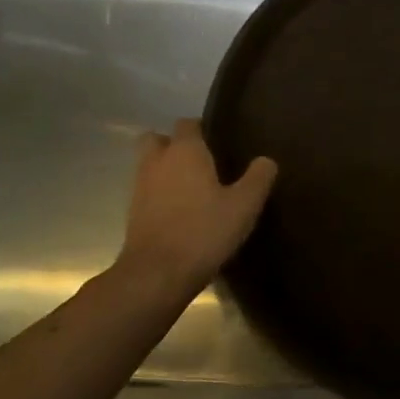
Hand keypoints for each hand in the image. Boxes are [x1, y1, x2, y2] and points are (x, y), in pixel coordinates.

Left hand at [118, 120, 276, 291]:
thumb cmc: (203, 231)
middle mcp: (157, 162)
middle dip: (174, 144)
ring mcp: (140, 188)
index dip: (202, 128)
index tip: (219, 141)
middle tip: (200, 161)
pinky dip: (160, 195)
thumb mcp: (244, 206)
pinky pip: (147, 192)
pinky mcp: (133, 214)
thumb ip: (258, 178)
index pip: (188, 123)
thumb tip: (267, 160)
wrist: (156, 275)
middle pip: (157, 139)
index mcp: (185, 151)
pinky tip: (181, 212)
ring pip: (149, 166)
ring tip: (193, 188)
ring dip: (166, 171)